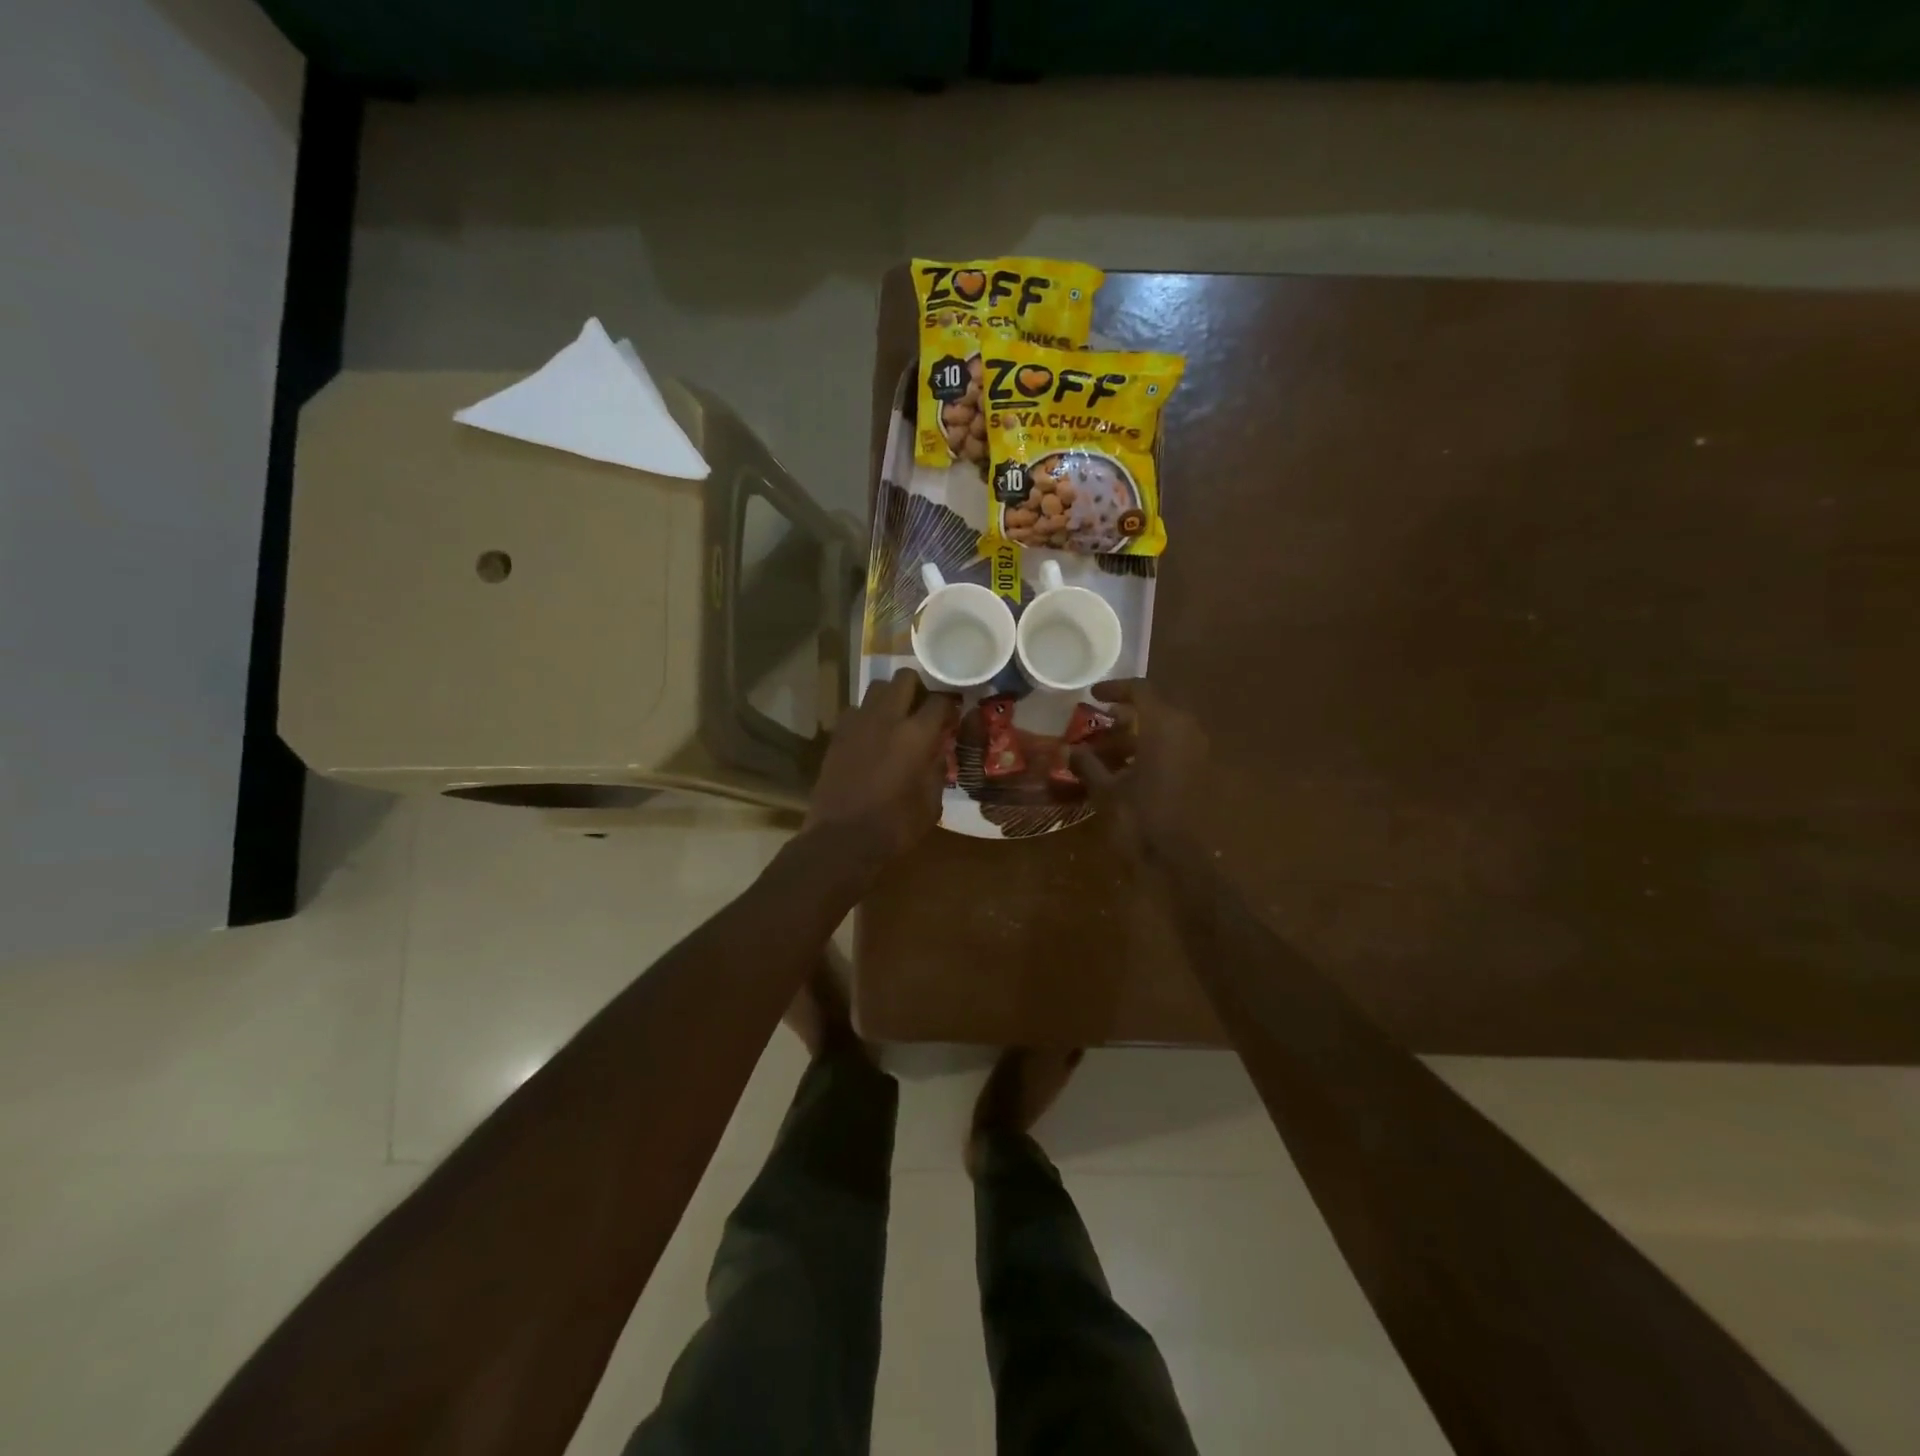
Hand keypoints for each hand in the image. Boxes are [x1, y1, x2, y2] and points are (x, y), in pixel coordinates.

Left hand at [805, 668, 958, 874]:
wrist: (841, 840)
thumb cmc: (894, 827)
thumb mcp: (932, 803)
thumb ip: (937, 768)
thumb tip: (937, 749)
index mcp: (916, 735)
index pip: (941, 701)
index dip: (950, 706)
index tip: (952, 717)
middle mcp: (887, 718)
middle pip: (905, 678)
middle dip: (919, 688)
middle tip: (923, 710)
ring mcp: (857, 723)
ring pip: (877, 688)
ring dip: (891, 698)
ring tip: (897, 721)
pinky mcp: (837, 734)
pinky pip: (857, 710)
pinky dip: (868, 716)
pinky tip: (872, 738)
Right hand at [1068, 680, 1210, 860]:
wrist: (1179, 859)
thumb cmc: (1139, 818)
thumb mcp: (1105, 789)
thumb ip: (1087, 764)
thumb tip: (1068, 750)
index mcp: (1164, 726)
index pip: (1140, 690)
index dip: (1114, 689)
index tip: (1092, 695)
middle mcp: (1186, 731)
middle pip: (1153, 710)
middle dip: (1123, 717)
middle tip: (1096, 725)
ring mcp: (1197, 753)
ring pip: (1163, 731)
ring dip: (1135, 737)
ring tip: (1104, 752)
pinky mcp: (1200, 773)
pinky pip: (1172, 750)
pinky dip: (1149, 752)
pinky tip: (1125, 771)